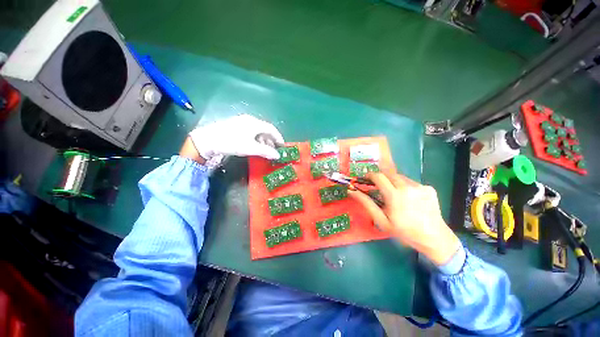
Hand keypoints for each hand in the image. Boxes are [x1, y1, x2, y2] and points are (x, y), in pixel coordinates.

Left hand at [189, 115, 283, 163]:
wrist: (208, 140)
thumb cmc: (232, 142)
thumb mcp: (251, 148)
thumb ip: (266, 151)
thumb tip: (277, 155)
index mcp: (255, 123)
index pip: (271, 129)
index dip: (278, 137)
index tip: (282, 146)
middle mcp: (249, 120)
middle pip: (265, 129)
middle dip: (271, 140)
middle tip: (273, 150)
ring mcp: (241, 122)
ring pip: (257, 131)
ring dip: (263, 141)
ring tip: (264, 150)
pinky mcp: (235, 126)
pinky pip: (250, 131)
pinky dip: (255, 139)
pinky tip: (254, 146)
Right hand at [348, 172, 460, 265]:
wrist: (434, 238)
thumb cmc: (404, 231)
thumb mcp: (381, 220)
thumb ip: (366, 203)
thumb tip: (351, 191)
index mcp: (394, 195)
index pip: (378, 176)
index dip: (370, 175)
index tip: (367, 179)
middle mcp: (407, 187)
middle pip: (389, 174)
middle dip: (381, 178)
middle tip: (379, 187)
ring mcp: (420, 186)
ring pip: (400, 177)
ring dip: (393, 182)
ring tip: (395, 195)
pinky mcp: (429, 188)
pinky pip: (411, 182)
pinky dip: (406, 187)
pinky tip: (409, 198)